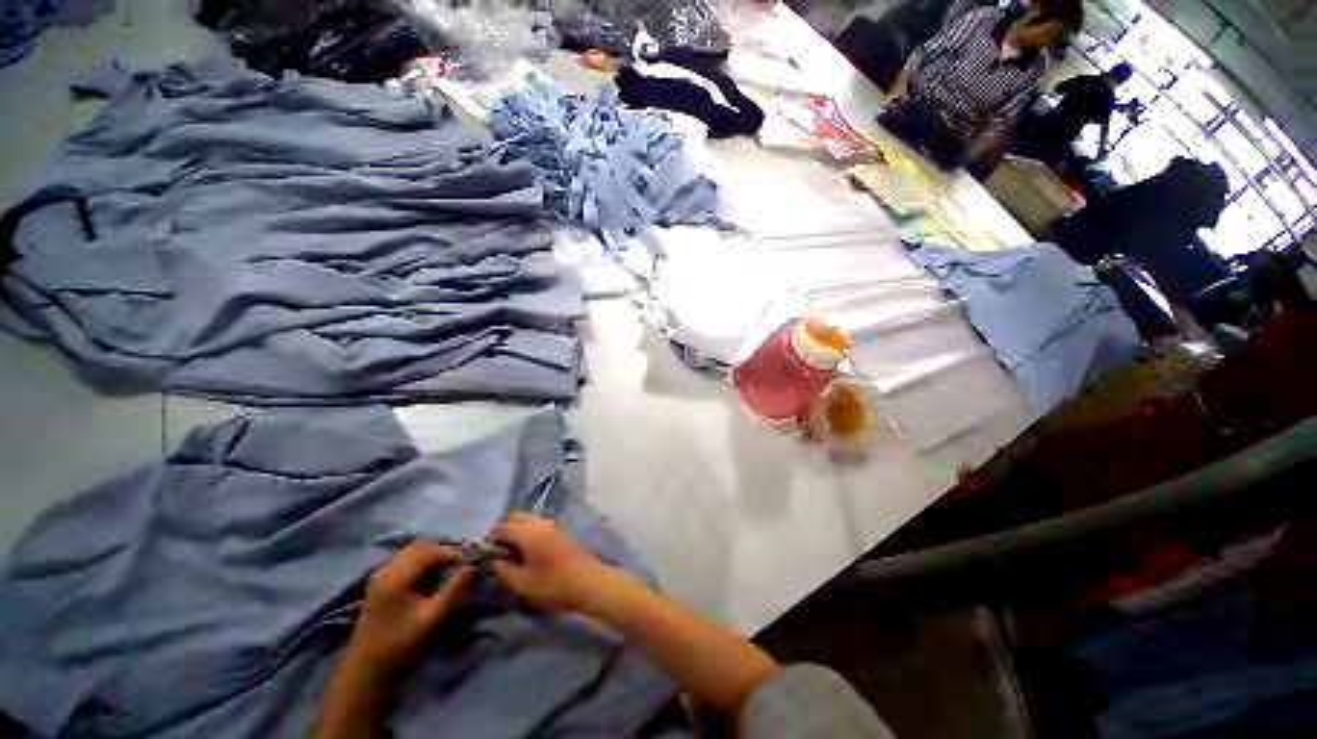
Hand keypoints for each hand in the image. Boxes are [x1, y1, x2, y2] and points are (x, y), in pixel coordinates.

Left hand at [345, 541, 474, 674]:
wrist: (367, 665)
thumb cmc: (399, 642)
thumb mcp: (431, 617)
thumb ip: (453, 590)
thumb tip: (472, 567)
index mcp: (395, 577)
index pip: (428, 551)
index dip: (451, 552)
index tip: (468, 562)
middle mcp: (386, 569)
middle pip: (419, 546)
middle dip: (442, 550)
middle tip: (460, 562)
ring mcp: (380, 573)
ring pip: (412, 551)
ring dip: (432, 554)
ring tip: (449, 567)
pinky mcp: (380, 580)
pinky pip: (405, 559)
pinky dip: (422, 561)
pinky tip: (432, 574)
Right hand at [491, 512, 627, 615]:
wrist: (589, 583)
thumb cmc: (554, 585)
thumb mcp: (522, 583)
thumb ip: (502, 570)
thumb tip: (492, 561)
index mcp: (529, 531)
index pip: (501, 527)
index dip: (489, 540)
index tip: (484, 557)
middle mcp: (540, 522)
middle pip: (514, 517)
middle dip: (502, 532)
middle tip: (497, 554)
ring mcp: (552, 524)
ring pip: (526, 519)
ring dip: (515, 531)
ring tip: (511, 556)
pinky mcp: (559, 531)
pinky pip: (537, 524)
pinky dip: (527, 532)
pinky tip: (526, 553)